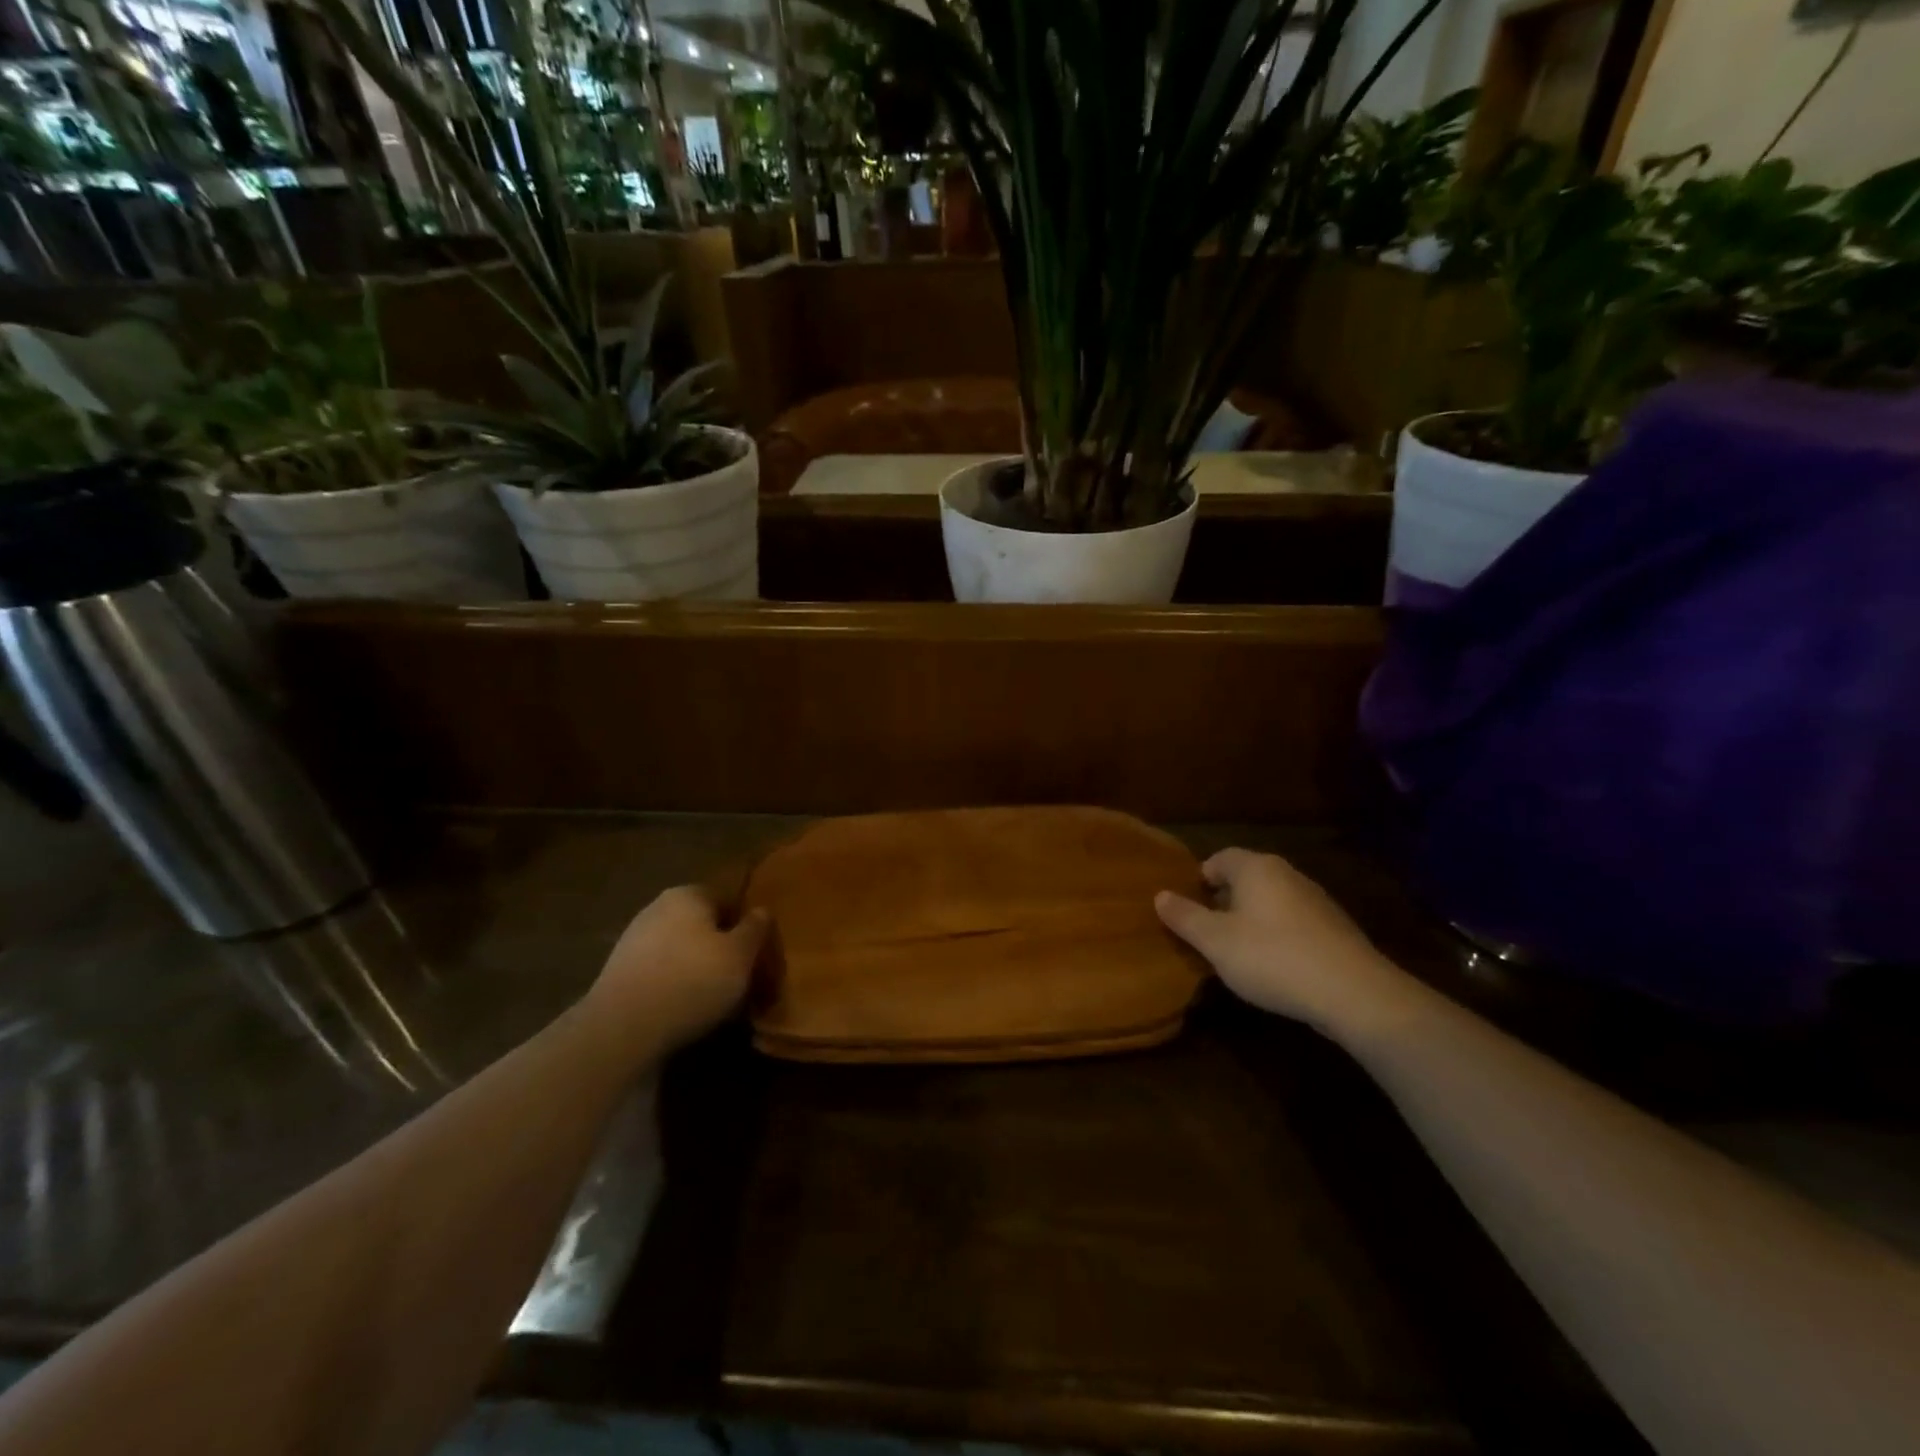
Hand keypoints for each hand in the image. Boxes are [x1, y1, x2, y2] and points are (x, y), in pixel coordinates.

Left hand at [586, 887, 768, 1053]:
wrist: (622, 1028)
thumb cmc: (692, 981)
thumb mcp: (740, 956)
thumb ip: (755, 929)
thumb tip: (761, 910)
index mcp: (689, 894)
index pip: (727, 898)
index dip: (745, 923)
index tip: (756, 951)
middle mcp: (658, 907)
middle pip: (701, 923)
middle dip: (719, 945)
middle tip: (739, 974)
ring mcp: (634, 939)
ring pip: (680, 947)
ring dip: (696, 966)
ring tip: (714, 997)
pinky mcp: (619, 971)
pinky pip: (659, 970)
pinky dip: (674, 983)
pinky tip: (684, 1007)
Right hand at [1155, 849, 1413, 1035]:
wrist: (1354, 993)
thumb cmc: (1272, 958)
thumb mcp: (1215, 942)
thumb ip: (1185, 917)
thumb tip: (1160, 895)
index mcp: (1256, 868)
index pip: (1219, 858)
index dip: (1199, 880)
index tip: (1187, 909)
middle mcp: (1288, 874)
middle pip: (1246, 879)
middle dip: (1224, 901)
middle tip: (1206, 932)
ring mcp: (1316, 901)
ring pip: (1271, 902)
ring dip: (1251, 921)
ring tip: (1237, 953)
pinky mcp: (1336, 929)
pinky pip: (1293, 924)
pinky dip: (1278, 937)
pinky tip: (1274, 967)